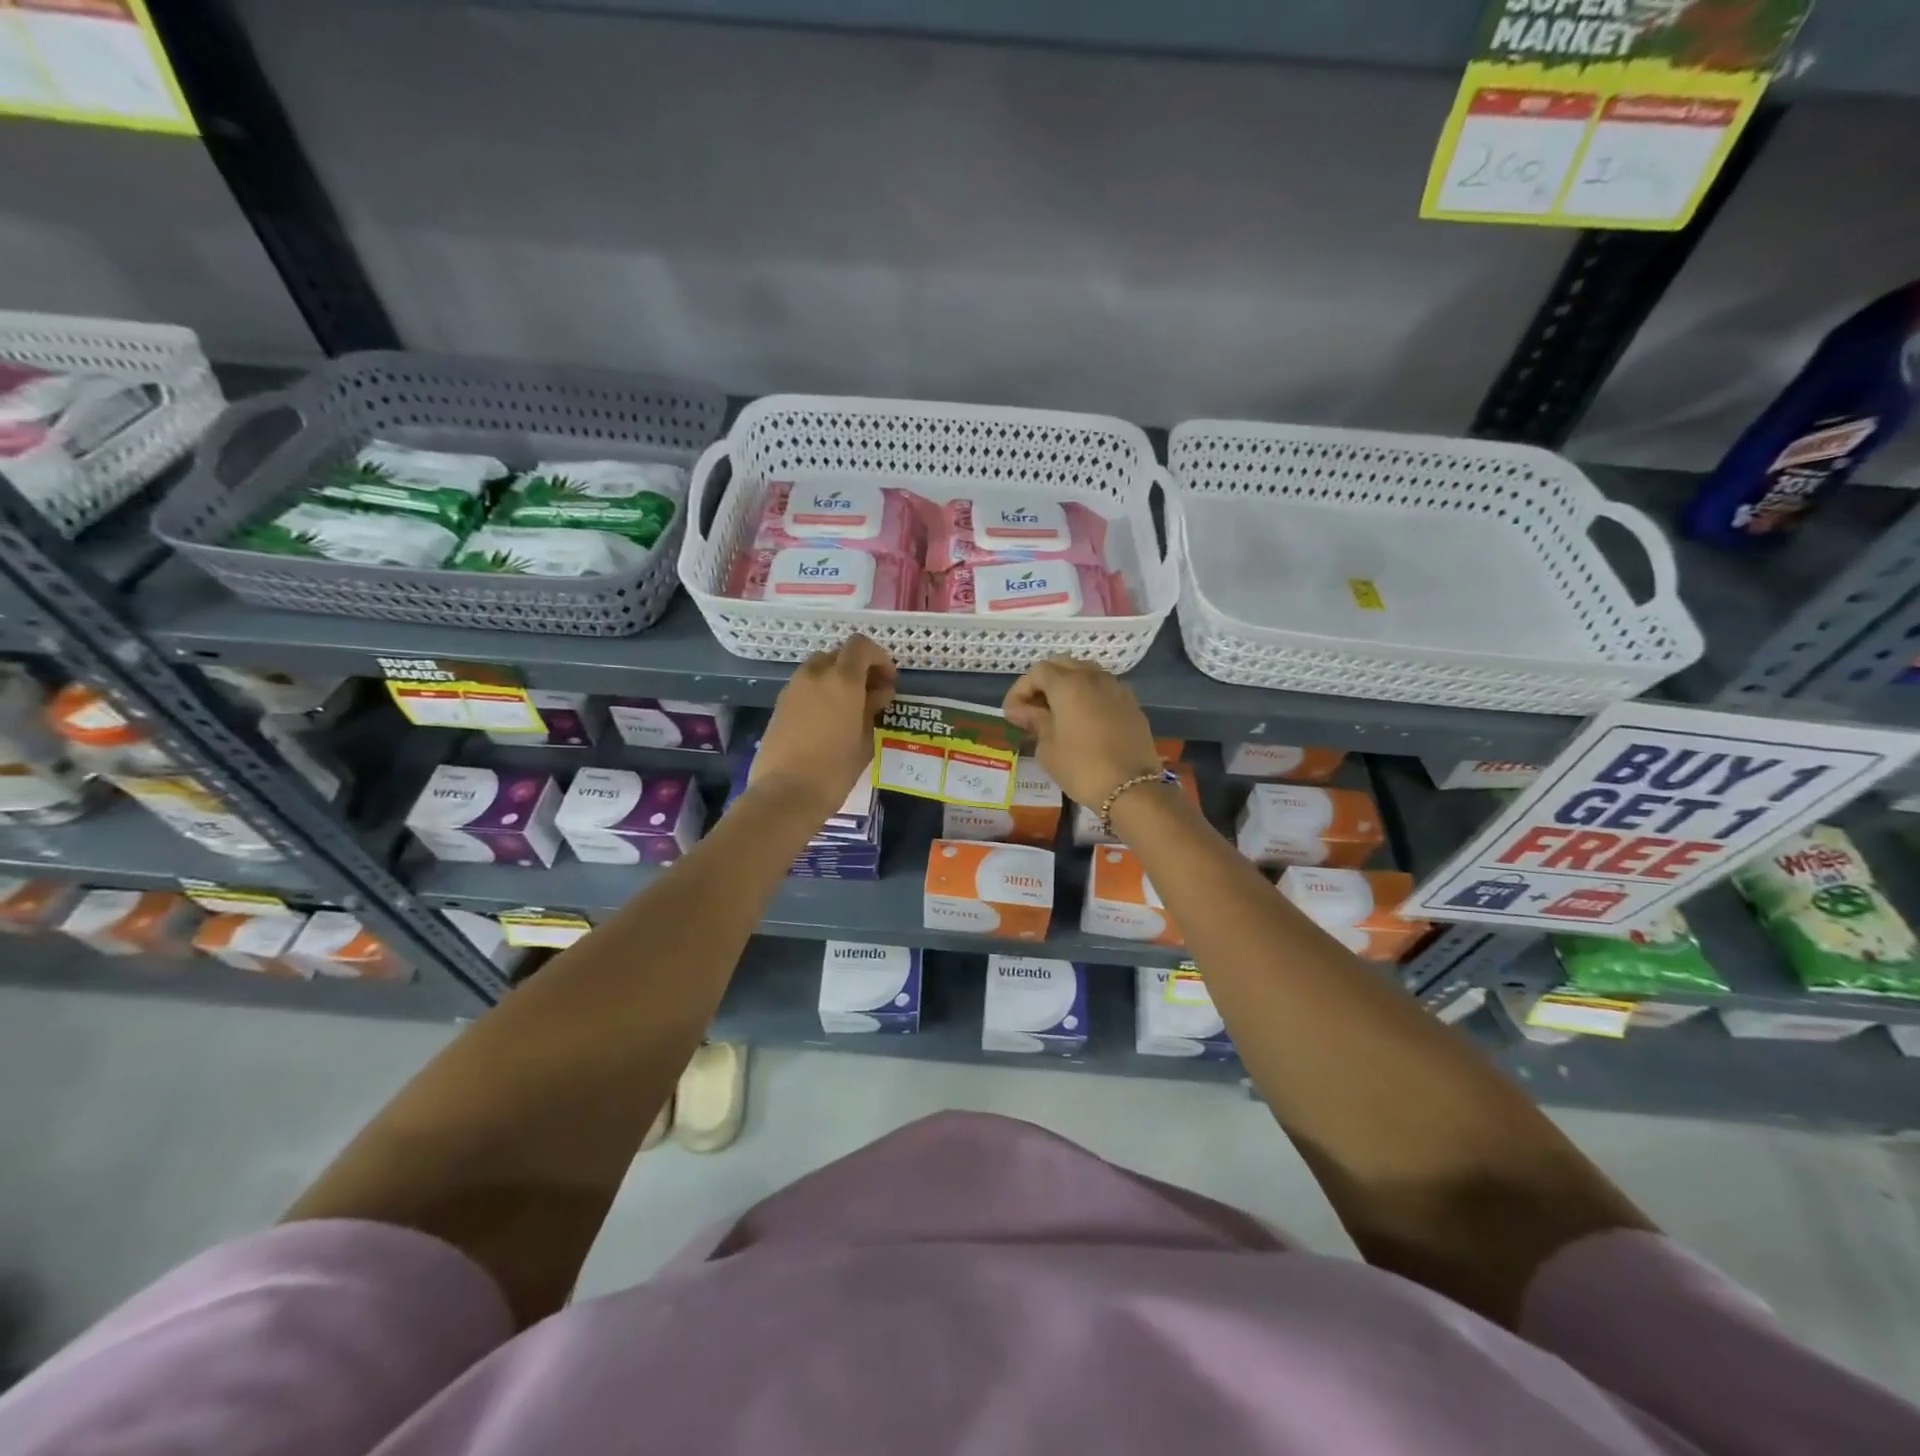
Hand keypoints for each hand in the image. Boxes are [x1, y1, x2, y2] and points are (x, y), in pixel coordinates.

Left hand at [752, 635, 896, 815]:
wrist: (785, 794)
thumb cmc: (834, 770)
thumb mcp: (865, 740)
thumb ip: (873, 709)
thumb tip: (877, 694)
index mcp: (842, 679)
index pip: (861, 646)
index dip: (879, 658)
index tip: (888, 682)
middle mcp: (815, 674)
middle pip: (839, 654)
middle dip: (858, 668)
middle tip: (871, 695)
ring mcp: (793, 688)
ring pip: (819, 669)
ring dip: (836, 679)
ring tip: (849, 708)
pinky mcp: (779, 704)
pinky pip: (804, 686)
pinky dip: (819, 692)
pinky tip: (828, 721)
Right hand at [1002, 657, 1161, 810]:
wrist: (1131, 788)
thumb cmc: (1081, 767)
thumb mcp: (1048, 747)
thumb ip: (1035, 721)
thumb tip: (1021, 710)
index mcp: (1068, 684)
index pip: (1038, 672)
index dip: (1020, 690)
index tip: (1012, 713)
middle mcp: (1093, 677)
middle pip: (1063, 665)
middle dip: (1044, 682)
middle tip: (1033, 708)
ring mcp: (1116, 688)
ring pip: (1086, 673)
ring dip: (1068, 686)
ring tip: (1057, 712)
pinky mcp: (1132, 704)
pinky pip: (1104, 689)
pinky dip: (1089, 696)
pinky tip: (1083, 719)